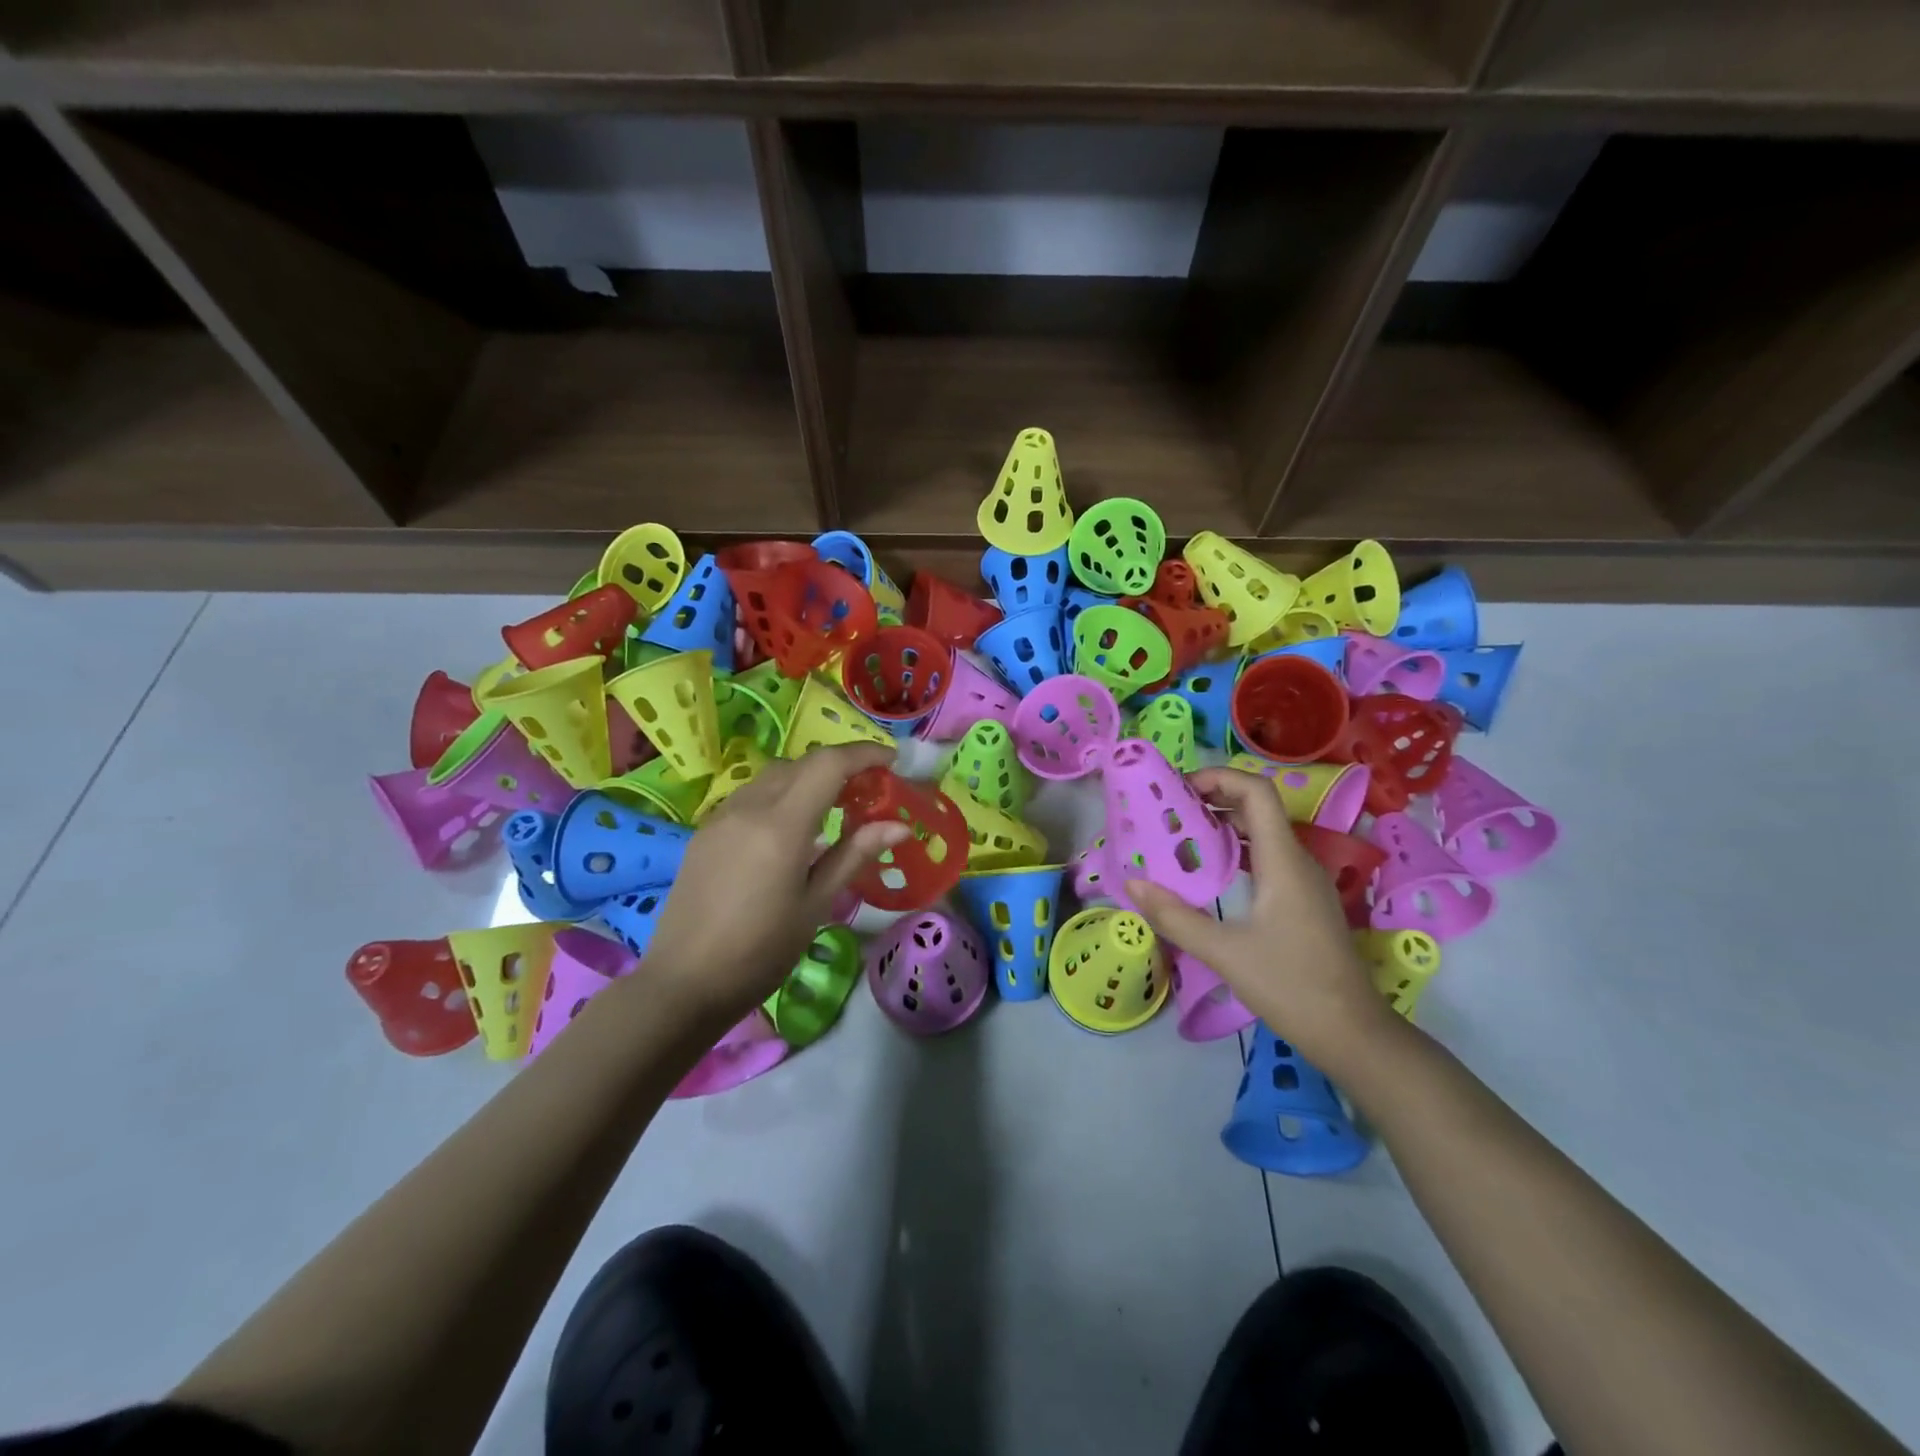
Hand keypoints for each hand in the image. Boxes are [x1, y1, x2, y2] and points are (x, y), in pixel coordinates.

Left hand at [642, 743, 908, 1025]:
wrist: (683, 983)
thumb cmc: (760, 951)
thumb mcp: (816, 905)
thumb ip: (854, 855)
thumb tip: (898, 826)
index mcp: (781, 825)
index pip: (828, 764)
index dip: (864, 754)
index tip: (892, 761)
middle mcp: (749, 807)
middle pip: (801, 763)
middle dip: (839, 766)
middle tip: (868, 790)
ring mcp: (722, 817)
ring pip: (773, 776)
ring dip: (808, 777)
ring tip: (833, 806)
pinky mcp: (706, 831)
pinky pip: (751, 795)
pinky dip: (781, 794)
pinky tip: (792, 828)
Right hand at [1125, 766, 1394, 1067]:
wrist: (1353, 1034)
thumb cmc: (1292, 987)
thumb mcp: (1224, 953)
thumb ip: (1175, 917)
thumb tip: (1134, 885)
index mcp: (1283, 861)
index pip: (1257, 792)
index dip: (1219, 778)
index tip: (1178, 789)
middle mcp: (1298, 861)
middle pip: (1257, 808)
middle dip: (1212, 799)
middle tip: (1168, 811)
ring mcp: (1304, 882)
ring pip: (1262, 834)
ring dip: (1222, 826)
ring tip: (1180, 837)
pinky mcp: (1303, 901)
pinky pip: (1267, 858)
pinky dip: (1236, 852)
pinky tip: (1209, 874)